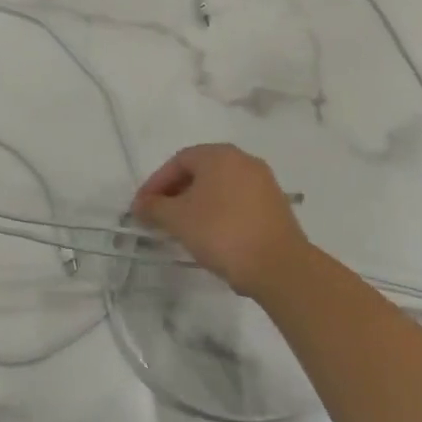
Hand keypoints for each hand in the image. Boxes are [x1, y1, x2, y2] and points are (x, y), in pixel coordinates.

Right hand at [132, 144, 308, 300]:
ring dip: (197, 204)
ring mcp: (264, 183)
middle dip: (176, 193)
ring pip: (220, 188)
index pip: (178, 161)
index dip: (156, 183)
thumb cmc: (222, 232)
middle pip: (200, 172)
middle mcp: (243, 160)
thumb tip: (141, 205)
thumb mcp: (178, 220)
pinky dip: (219, 213)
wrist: (280, 267)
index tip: (142, 207)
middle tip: (160, 217)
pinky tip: (212, 236)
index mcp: (219, 155)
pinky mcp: (276, 207)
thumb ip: (155, 208)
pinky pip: (238, 202)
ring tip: (183, 229)